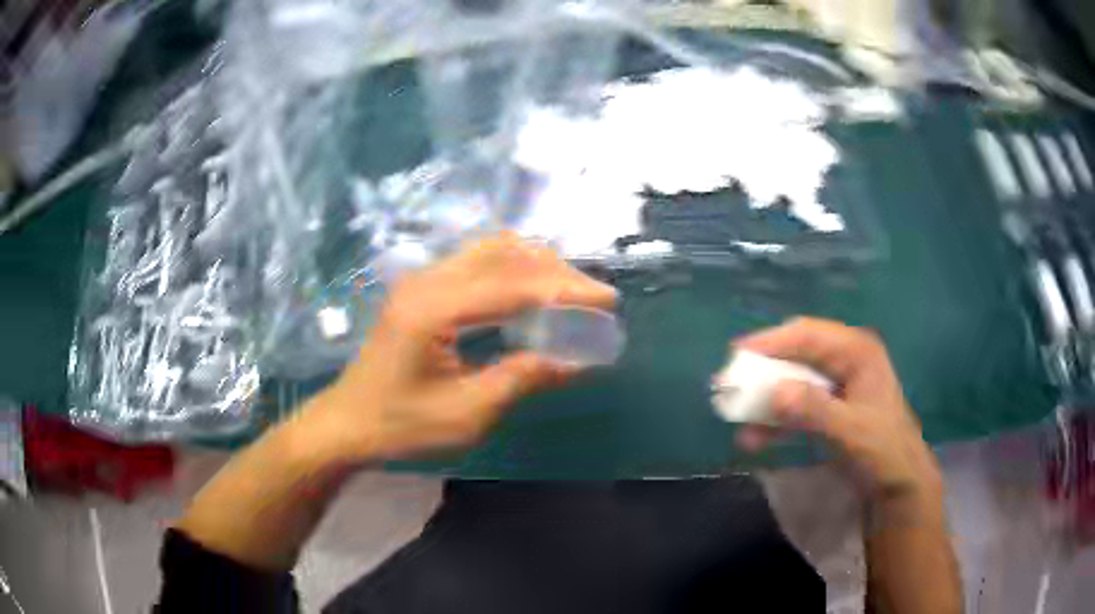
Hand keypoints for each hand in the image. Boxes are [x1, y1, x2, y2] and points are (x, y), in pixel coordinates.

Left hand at [302, 233, 617, 461]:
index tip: (607, 300)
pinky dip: (513, 269)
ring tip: (570, 290)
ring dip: (535, 263)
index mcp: (434, 308)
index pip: (514, 284)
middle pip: (504, 252)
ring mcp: (421, 280)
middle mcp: (427, 280)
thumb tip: (576, 360)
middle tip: (593, 296)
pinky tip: (531, 291)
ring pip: (490, 249)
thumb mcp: (466, 413)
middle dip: (556, 270)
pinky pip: (476, 262)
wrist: (347, 424)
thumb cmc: (400, 425)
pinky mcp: (421, 289)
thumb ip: (521, 379)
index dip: (566, 290)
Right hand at [734, 317, 942, 500]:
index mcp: (856, 352)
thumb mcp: (852, 431)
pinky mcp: (828, 409)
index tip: (738, 352)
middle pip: (796, 355)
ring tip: (735, 415)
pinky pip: (795, 407)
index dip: (772, 340)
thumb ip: (815, 411)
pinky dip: (775, 420)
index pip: (808, 335)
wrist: (897, 483)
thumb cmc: (884, 451)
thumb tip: (775, 391)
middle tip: (729, 383)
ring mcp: (835, 386)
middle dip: (763, 370)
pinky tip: (754, 438)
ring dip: (765, 398)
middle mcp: (844, 361)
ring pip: (792, 381)